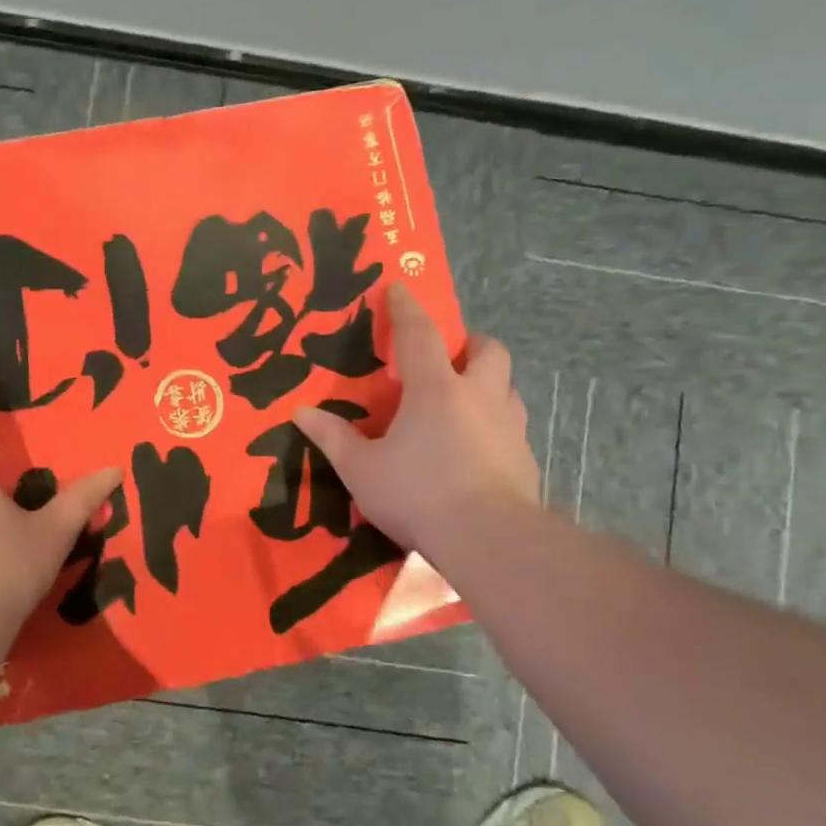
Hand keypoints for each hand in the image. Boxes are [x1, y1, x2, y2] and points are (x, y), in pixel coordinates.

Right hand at [294, 282, 540, 554]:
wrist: (487, 538)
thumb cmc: (418, 493)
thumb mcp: (362, 469)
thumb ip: (333, 438)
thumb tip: (300, 413)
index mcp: (435, 389)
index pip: (419, 334)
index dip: (406, 308)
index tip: (399, 287)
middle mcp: (479, 396)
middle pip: (488, 350)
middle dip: (471, 344)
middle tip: (450, 358)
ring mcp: (509, 426)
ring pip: (507, 388)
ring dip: (487, 386)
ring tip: (462, 407)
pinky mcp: (525, 457)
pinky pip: (511, 428)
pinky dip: (494, 427)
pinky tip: (476, 453)